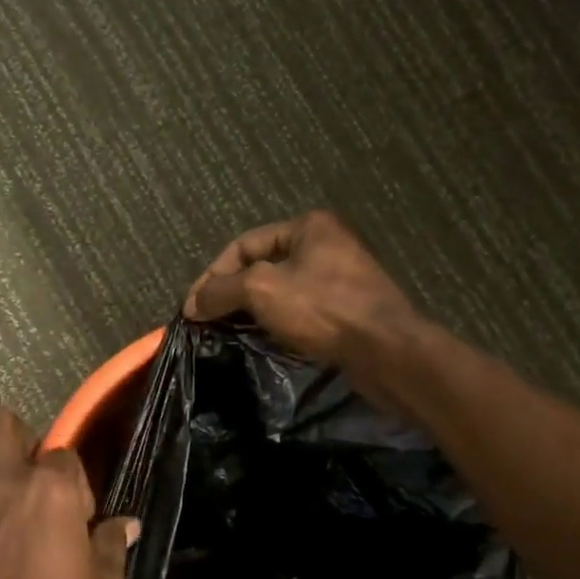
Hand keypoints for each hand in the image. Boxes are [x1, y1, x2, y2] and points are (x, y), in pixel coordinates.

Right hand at [183, 210, 422, 370]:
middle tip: (206, 321)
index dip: (212, 275)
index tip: (192, 308)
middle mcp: (325, 244)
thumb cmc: (322, 309)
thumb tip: (192, 305)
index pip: (242, 244)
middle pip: (260, 266)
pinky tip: (261, 340)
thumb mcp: (261, 289)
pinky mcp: (346, 309)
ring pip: (279, 290)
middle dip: (230, 293)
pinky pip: (299, 310)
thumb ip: (221, 291)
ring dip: (250, 310)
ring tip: (227, 332)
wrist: (387, 351)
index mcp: (307, 227)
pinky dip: (275, 322)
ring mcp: (339, 277)